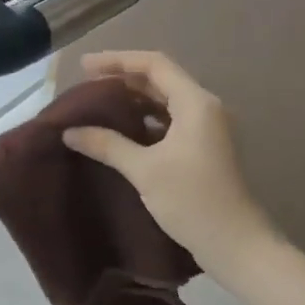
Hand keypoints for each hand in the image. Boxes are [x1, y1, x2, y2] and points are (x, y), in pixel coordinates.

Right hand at [61, 51, 274, 276]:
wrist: (234, 243)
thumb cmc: (192, 200)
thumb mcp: (144, 170)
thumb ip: (107, 145)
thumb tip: (70, 132)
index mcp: (196, 103)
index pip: (154, 65)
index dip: (118, 60)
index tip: (84, 66)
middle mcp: (205, 108)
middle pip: (160, 80)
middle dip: (123, 79)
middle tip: (86, 85)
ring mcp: (206, 129)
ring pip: (165, 102)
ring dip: (133, 100)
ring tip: (98, 106)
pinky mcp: (203, 149)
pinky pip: (169, 122)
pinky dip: (144, 121)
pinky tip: (120, 132)